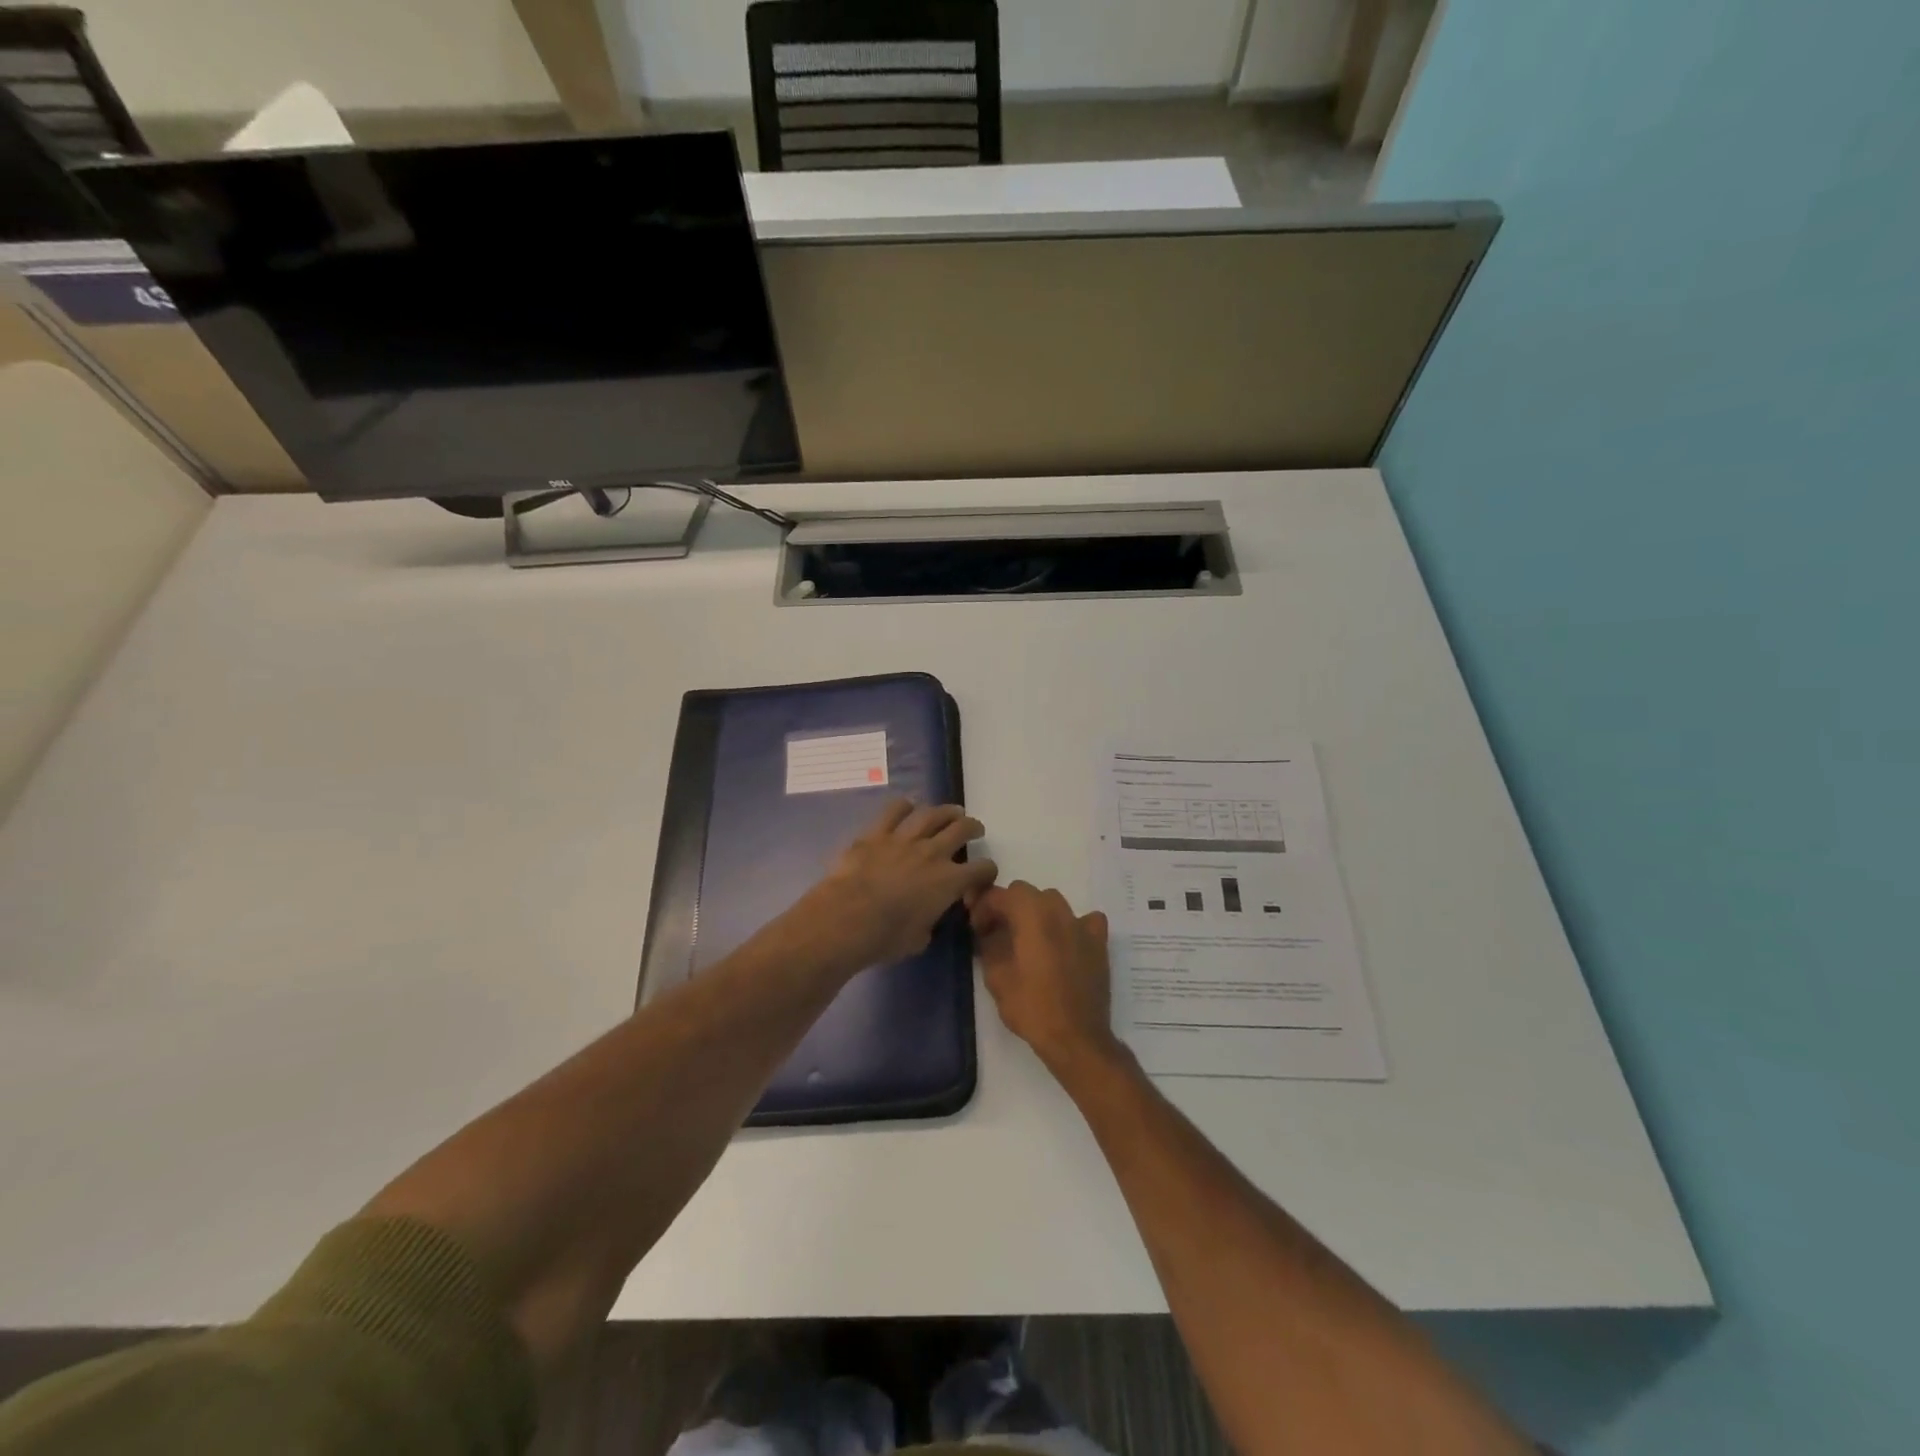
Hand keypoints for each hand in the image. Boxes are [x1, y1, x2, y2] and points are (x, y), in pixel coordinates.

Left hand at [786, 799, 997, 974]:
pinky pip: (894, 811)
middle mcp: (932, 853)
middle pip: (961, 830)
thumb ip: (929, 922)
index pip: (981, 869)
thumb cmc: (886, 937)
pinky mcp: (876, 834)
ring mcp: (904, 839)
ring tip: (952, 812)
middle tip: (975, 828)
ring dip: (946, 811)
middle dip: (973, 828)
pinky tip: (908, 806)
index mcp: (949, 881)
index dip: (987, 870)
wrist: (847, 918)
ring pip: (932, 814)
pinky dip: (904, 806)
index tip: (985, 872)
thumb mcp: (919, 939)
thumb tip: (927, 918)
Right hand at [971, 881, 1125, 1078]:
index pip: (1001, 895)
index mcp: (1031, 916)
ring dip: (1037, 913)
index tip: (976, 928)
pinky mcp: (1098, 943)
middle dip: (1008, 907)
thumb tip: (988, 934)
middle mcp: (1058, 912)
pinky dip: (1072, 925)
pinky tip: (1066, 943)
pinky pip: (1085, 920)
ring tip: (1028, 938)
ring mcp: (1082, 926)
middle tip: (996, 932)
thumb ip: (989, 946)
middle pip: (1027, 893)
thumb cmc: (1032, 1008)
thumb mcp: (997, 978)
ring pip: (1054, 903)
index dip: (983, 907)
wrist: (1076, 1038)